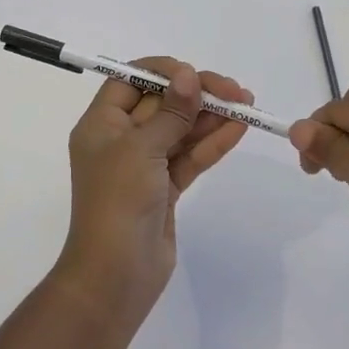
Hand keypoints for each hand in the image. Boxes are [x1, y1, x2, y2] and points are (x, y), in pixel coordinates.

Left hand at [58, 58, 252, 314]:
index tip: (194, 74)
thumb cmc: (118, 202)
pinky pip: (190, 157)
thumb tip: (189, 75)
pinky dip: (212, 143)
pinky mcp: (165, 188)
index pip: (129, 81)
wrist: (115, 276)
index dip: (162, 72)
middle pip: (161, 103)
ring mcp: (144, 165)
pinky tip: (239, 129)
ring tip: (247, 105)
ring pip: (180, 130)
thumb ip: (171, 112)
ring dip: (211, 117)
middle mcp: (120, 140)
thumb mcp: (142, 149)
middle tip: (235, 91)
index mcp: (101, 124)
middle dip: (196, 94)